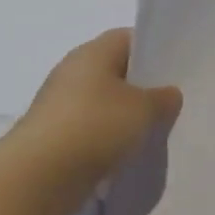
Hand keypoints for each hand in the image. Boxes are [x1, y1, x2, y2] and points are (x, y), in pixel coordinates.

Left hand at [10, 29, 182, 205]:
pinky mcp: (55, 135)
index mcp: (92, 53)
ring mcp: (61, 104)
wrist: (39, 175)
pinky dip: (108, 138)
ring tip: (153, 131)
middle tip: (170, 104)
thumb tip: (170, 93)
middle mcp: (73, 72)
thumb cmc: (95, 126)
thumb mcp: (143, 109)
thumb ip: (162, 98)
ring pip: (103, 103)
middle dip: (142, 87)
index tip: (175, 70)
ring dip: (125, 116)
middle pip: (115, 71)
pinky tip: (126, 153)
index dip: (153, 50)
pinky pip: (91, 129)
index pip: (128, 39)